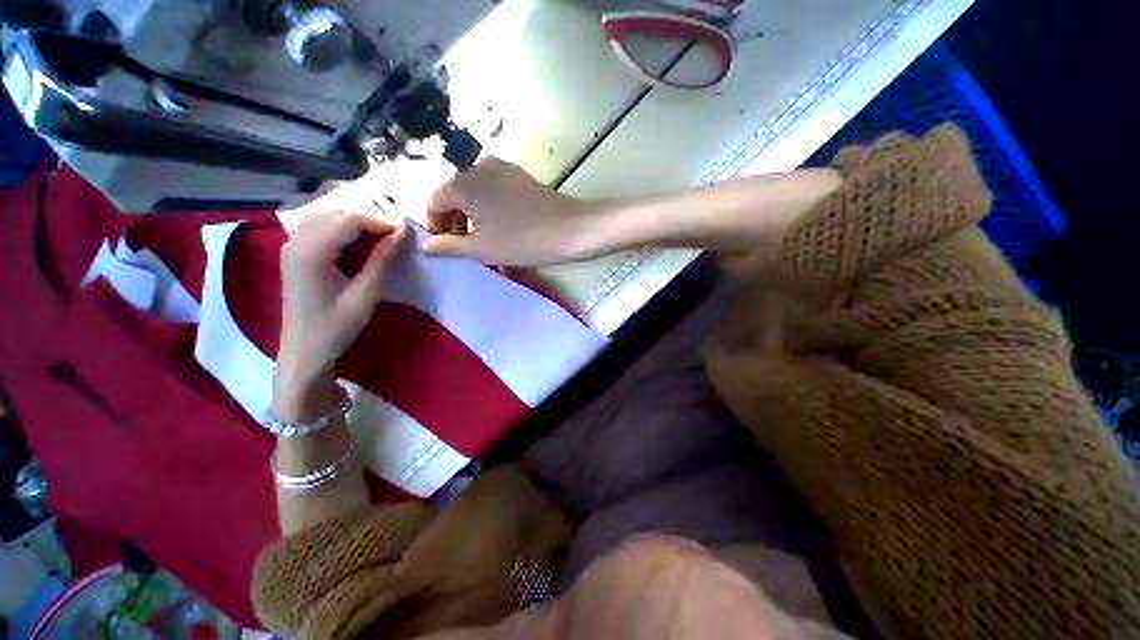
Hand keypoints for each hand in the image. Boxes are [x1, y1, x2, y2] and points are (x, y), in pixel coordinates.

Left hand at [273, 211, 407, 421]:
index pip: (349, 219)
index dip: (381, 222)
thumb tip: (404, 233)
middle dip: (371, 221)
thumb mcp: (365, 296)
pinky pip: (323, 229)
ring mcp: (293, 246)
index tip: (406, 235)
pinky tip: (361, 246)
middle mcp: (296, 241)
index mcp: (310, 252)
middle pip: (338, 213)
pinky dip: (346, 232)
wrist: (304, 351)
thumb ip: (383, 261)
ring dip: (359, 225)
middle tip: (397, 239)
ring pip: (330, 218)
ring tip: (383, 242)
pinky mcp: (296, 253)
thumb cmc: (335, 328)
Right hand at [420, 157, 594, 265]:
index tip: (445, 248)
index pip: (433, 201)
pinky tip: (502, 231)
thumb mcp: (481, 248)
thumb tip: (424, 246)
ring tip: (485, 244)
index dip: (434, 226)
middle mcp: (477, 167)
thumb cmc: (522, 240)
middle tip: (465, 249)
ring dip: (473, 219)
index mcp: (462, 182)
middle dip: (455, 223)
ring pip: (475, 195)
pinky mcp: (519, 176)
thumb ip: (448, 247)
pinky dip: (490, 211)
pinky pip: (494, 192)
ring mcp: (502, 168)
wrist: (571, 229)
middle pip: (454, 196)